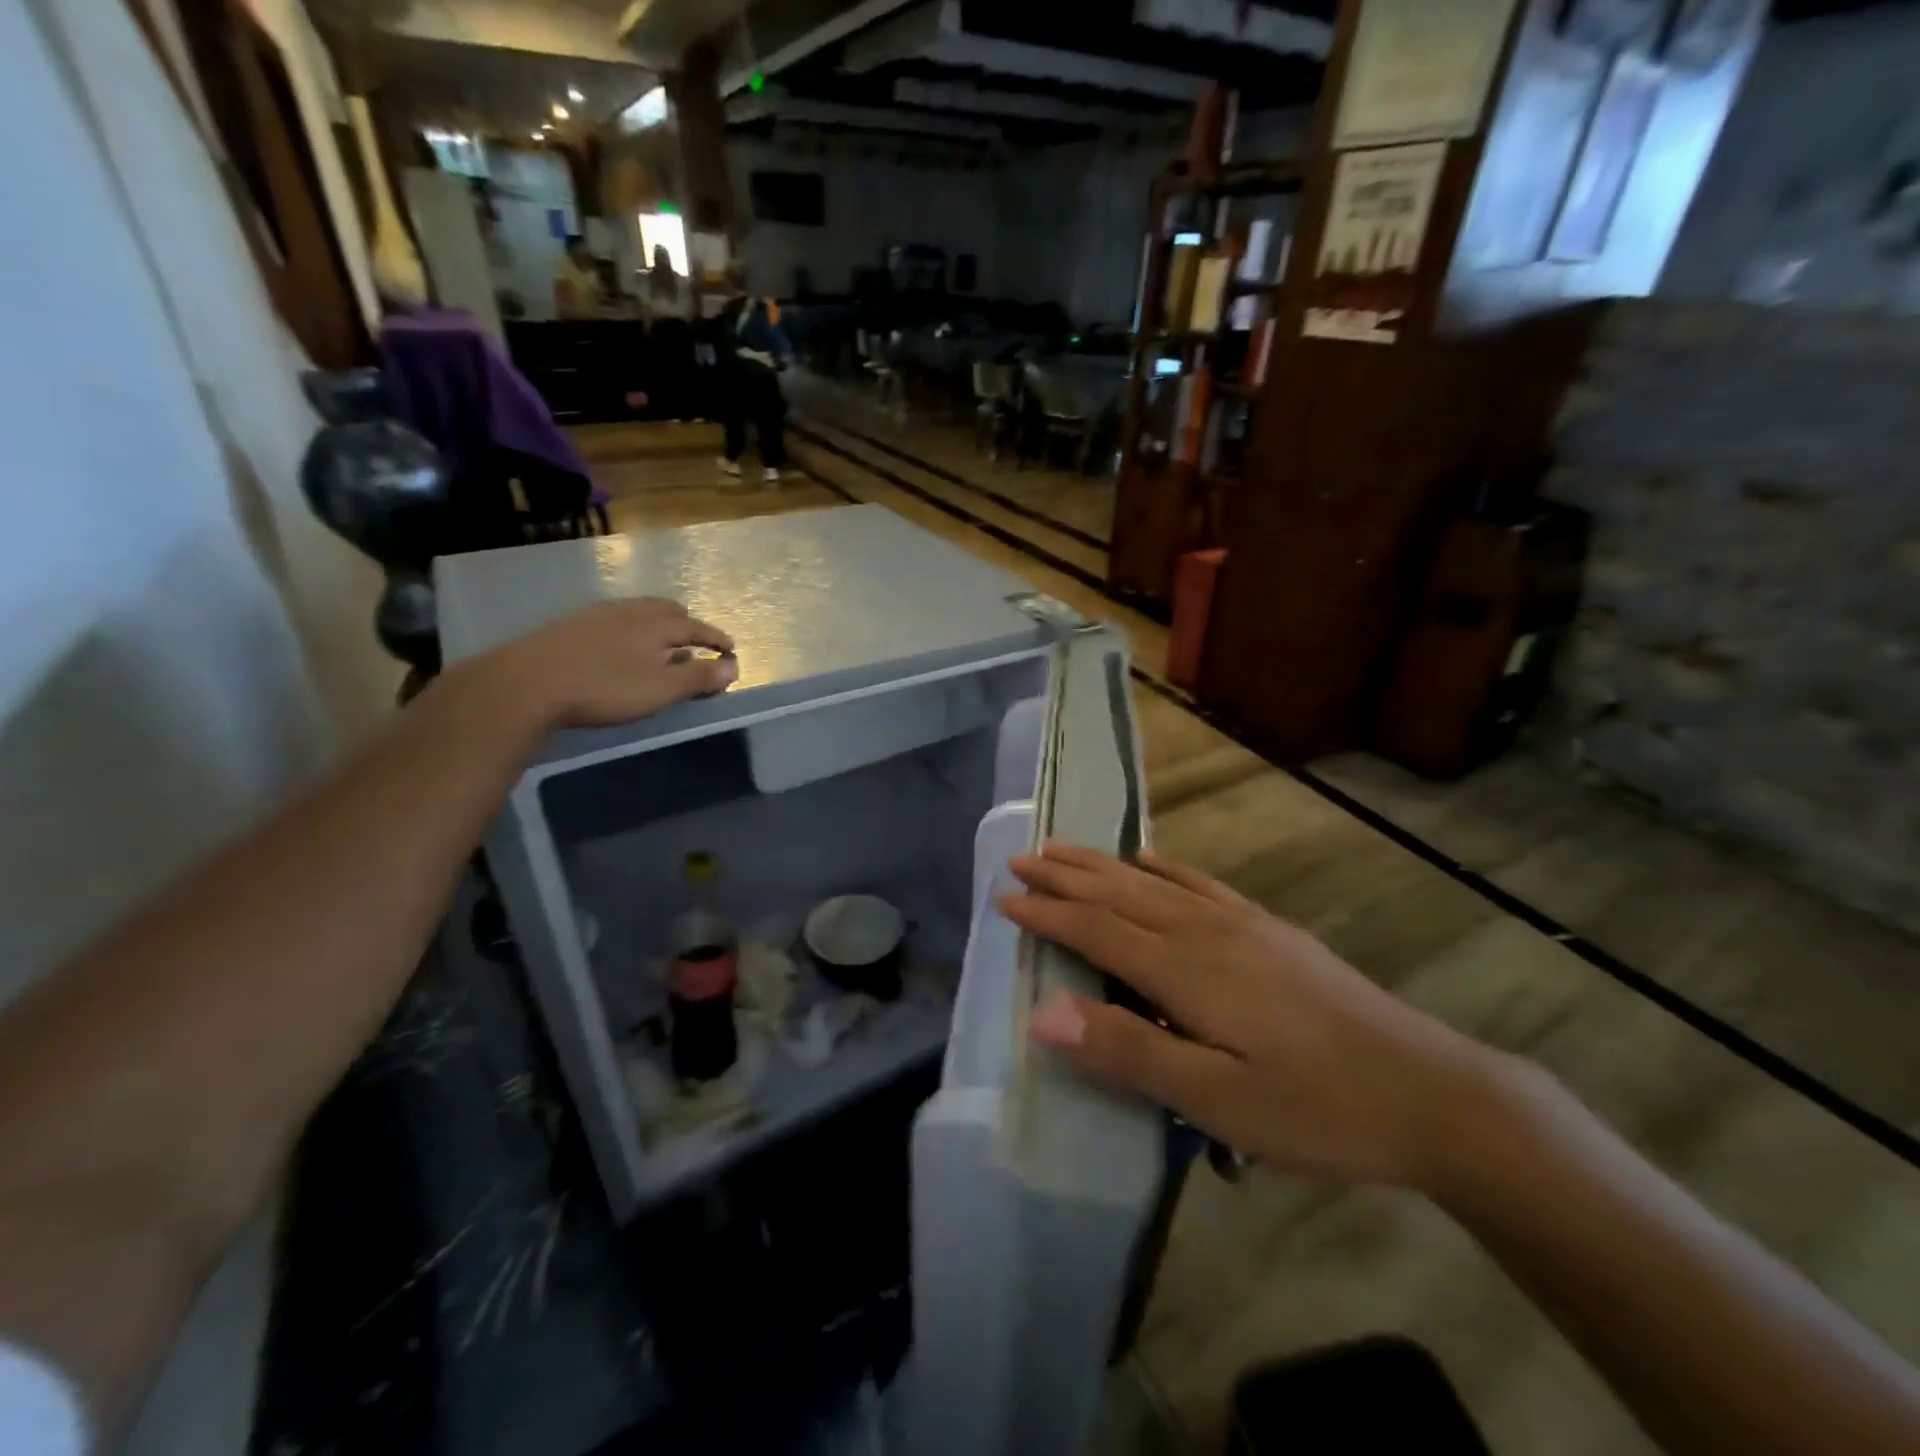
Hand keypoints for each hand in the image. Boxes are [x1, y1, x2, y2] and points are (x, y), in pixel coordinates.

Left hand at [471, 598, 737, 730]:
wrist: (527, 683)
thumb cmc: (605, 688)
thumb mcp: (660, 689)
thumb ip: (698, 677)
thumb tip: (733, 666)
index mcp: (655, 625)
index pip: (695, 626)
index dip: (715, 638)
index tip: (731, 649)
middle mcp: (628, 612)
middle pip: (665, 610)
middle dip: (687, 624)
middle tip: (697, 640)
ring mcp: (595, 616)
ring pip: (637, 612)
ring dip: (657, 625)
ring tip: (661, 644)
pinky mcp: (569, 627)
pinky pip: (613, 620)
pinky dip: (631, 630)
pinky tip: (620, 648)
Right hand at [1000, 845, 1508, 1191]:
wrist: (1432, 1092)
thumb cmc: (1316, 1108)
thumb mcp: (1217, 1100)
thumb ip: (1128, 1050)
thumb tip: (1044, 1013)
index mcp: (1184, 970)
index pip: (1096, 931)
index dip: (1047, 914)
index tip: (1004, 898)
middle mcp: (1204, 931)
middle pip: (1119, 893)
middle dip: (1065, 875)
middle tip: (1021, 857)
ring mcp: (1241, 924)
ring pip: (1153, 882)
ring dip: (1102, 864)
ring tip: (1064, 848)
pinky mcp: (1268, 930)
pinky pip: (1200, 883)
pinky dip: (1164, 867)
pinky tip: (1149, 859)